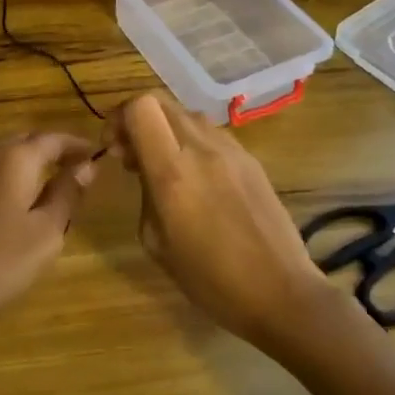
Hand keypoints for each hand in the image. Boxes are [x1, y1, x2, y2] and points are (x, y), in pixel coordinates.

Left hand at [0, 132, 96, 345]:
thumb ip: (66, 195)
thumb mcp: (44, 234)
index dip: (77, 145)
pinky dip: (4, 179)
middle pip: (25, 141)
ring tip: (47, 189)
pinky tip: (10, 206)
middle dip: (51, 151)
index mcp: (14, 157)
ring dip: (26, 165)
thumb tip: (85, 166)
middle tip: (75, 172)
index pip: (54, 138)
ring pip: (1, 156)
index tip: (97, 156)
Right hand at [108, 93, 334, 349]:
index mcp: (173, 172)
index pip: (140, 108)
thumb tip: (144, 169)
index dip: (118, 118)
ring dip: (166, 130)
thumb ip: (145, 193)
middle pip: (161, 101)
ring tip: (163, 166)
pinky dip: (191, 142)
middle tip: (132, 155)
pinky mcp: (251, 159)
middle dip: (137, 120)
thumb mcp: (157, 242)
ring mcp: (232, 150)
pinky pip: (211, 134)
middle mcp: (202, 149)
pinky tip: (195, 178)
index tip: (114, 148)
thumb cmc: (210, 279)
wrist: (281, 292)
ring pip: (186, 114)